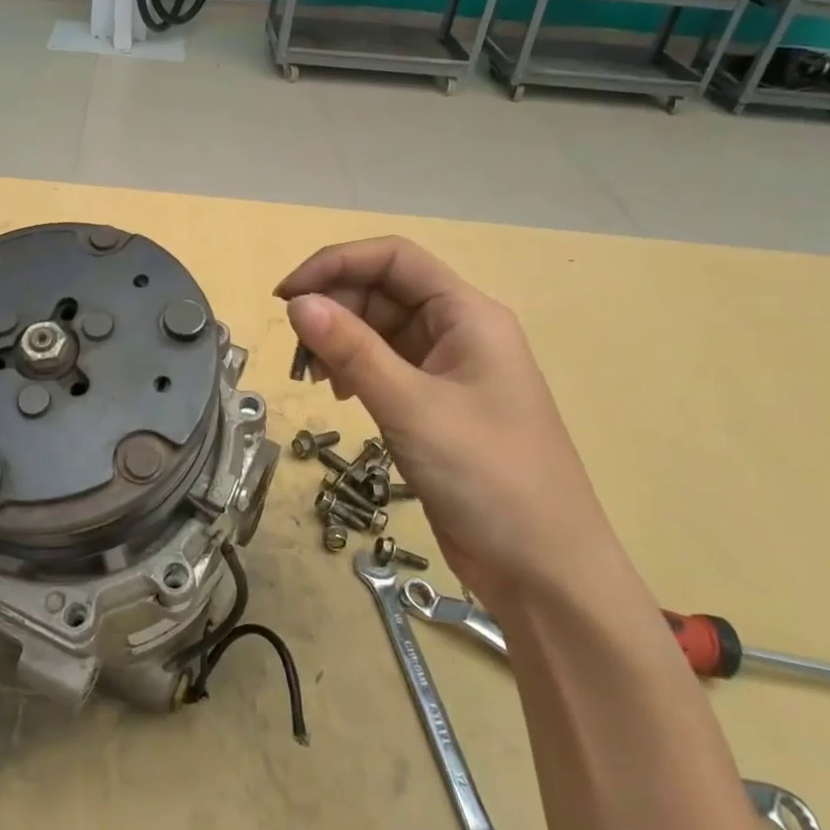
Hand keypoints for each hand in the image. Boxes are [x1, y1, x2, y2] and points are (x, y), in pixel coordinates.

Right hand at [277, 237, 617, 606]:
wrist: (543, 570)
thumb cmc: (487, 476)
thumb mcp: (411, 407)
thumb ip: (352, 350)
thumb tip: (297, 303)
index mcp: (468, 314)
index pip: (394, 259)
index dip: (336, 264)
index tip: (286, 295)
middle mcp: (459, 331)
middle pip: (383, 292)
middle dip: (334, 310)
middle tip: (297, 351)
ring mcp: (448, 370)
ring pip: (380, 331)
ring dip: (340, 342)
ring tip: (314, 377)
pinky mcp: (436, 405)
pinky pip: (386, 367)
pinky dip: (355, 371)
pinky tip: (341, 395)